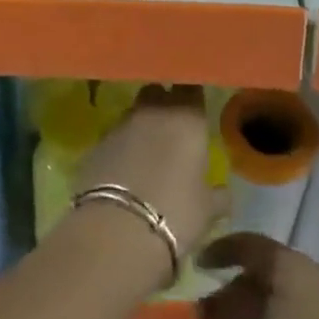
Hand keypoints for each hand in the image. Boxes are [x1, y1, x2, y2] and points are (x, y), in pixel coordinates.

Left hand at [74, 85, 221, 269]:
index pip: (191, 87)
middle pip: (158, 92)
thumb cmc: (175, 214)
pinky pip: (113, 137)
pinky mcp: (95, 144)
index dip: (193, 96)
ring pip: (133, 113)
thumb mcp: (207, 210)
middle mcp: (152, 111)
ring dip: (141, 126)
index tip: (196, 107)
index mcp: (187, 118)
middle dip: (164, 103)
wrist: (116, 231)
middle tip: (172, 127)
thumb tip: (223, 193)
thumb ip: (217, 195)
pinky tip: (124, 171)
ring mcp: (119, 125)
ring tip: (147, 153)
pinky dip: (121, 147)